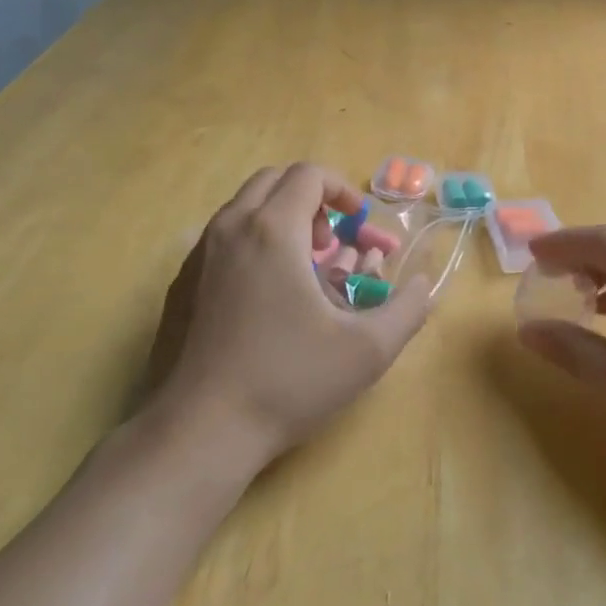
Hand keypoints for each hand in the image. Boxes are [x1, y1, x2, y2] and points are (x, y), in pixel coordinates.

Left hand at [142, 165, 432, 474]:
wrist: (201, 430)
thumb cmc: (288, 380)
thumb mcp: (367, 350)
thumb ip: (408, 309)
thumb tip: (423, 285)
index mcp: (273, 231)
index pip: (309, 174)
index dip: (342, 191)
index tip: (358, 224)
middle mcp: (230, 228)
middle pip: (274, 181)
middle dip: (311, 200)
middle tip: (330, 243)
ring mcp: (199, 255)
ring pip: (245, 208)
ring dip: (281, 220)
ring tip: (303, 270)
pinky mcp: (182, 283)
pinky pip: (223, 238)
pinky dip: (253, 243)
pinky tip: (267, 297)